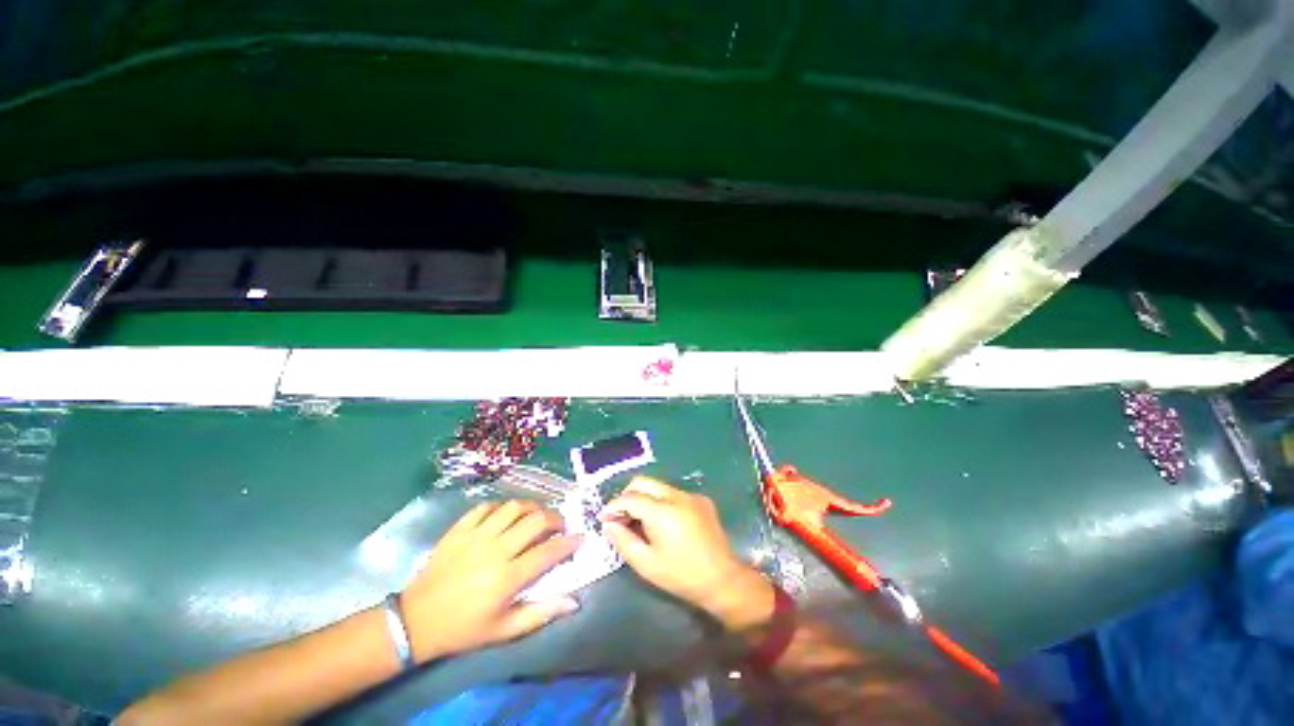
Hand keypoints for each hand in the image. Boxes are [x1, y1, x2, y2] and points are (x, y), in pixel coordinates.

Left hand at [400, 500, 582, 661]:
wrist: (415, 620)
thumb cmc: (464, 628)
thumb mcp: (504, 631)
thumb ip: (541, 613)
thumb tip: (574, 601)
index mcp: (507, 578)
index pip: (548, 551)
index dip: (569, 542)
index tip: (580, 538)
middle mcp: (496, 550)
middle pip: (535, 521)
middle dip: (556, 519)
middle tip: (559, 526)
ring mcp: (476, 536)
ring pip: (514, 507)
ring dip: (532, 508)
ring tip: (537, 516)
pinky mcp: (460, 528)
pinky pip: (487, 506)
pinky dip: (502, 507)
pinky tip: (506, 516)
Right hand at [601, 478, 774, 630]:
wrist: (722, 579)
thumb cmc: (681, 575)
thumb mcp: (646, 564)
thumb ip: (623, 541)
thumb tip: (609, 524)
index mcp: (662, 511)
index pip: (630, 497)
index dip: (613, 506)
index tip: (604, 518)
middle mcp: (676, 495)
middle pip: (643, 482)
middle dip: (627, 495)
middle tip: (620, 516)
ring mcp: (691, 495)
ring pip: (658, 486)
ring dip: (644, 498)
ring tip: (639, 521)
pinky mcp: (701, 499)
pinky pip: (674, 493)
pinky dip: (662, 502)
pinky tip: (663, 523)